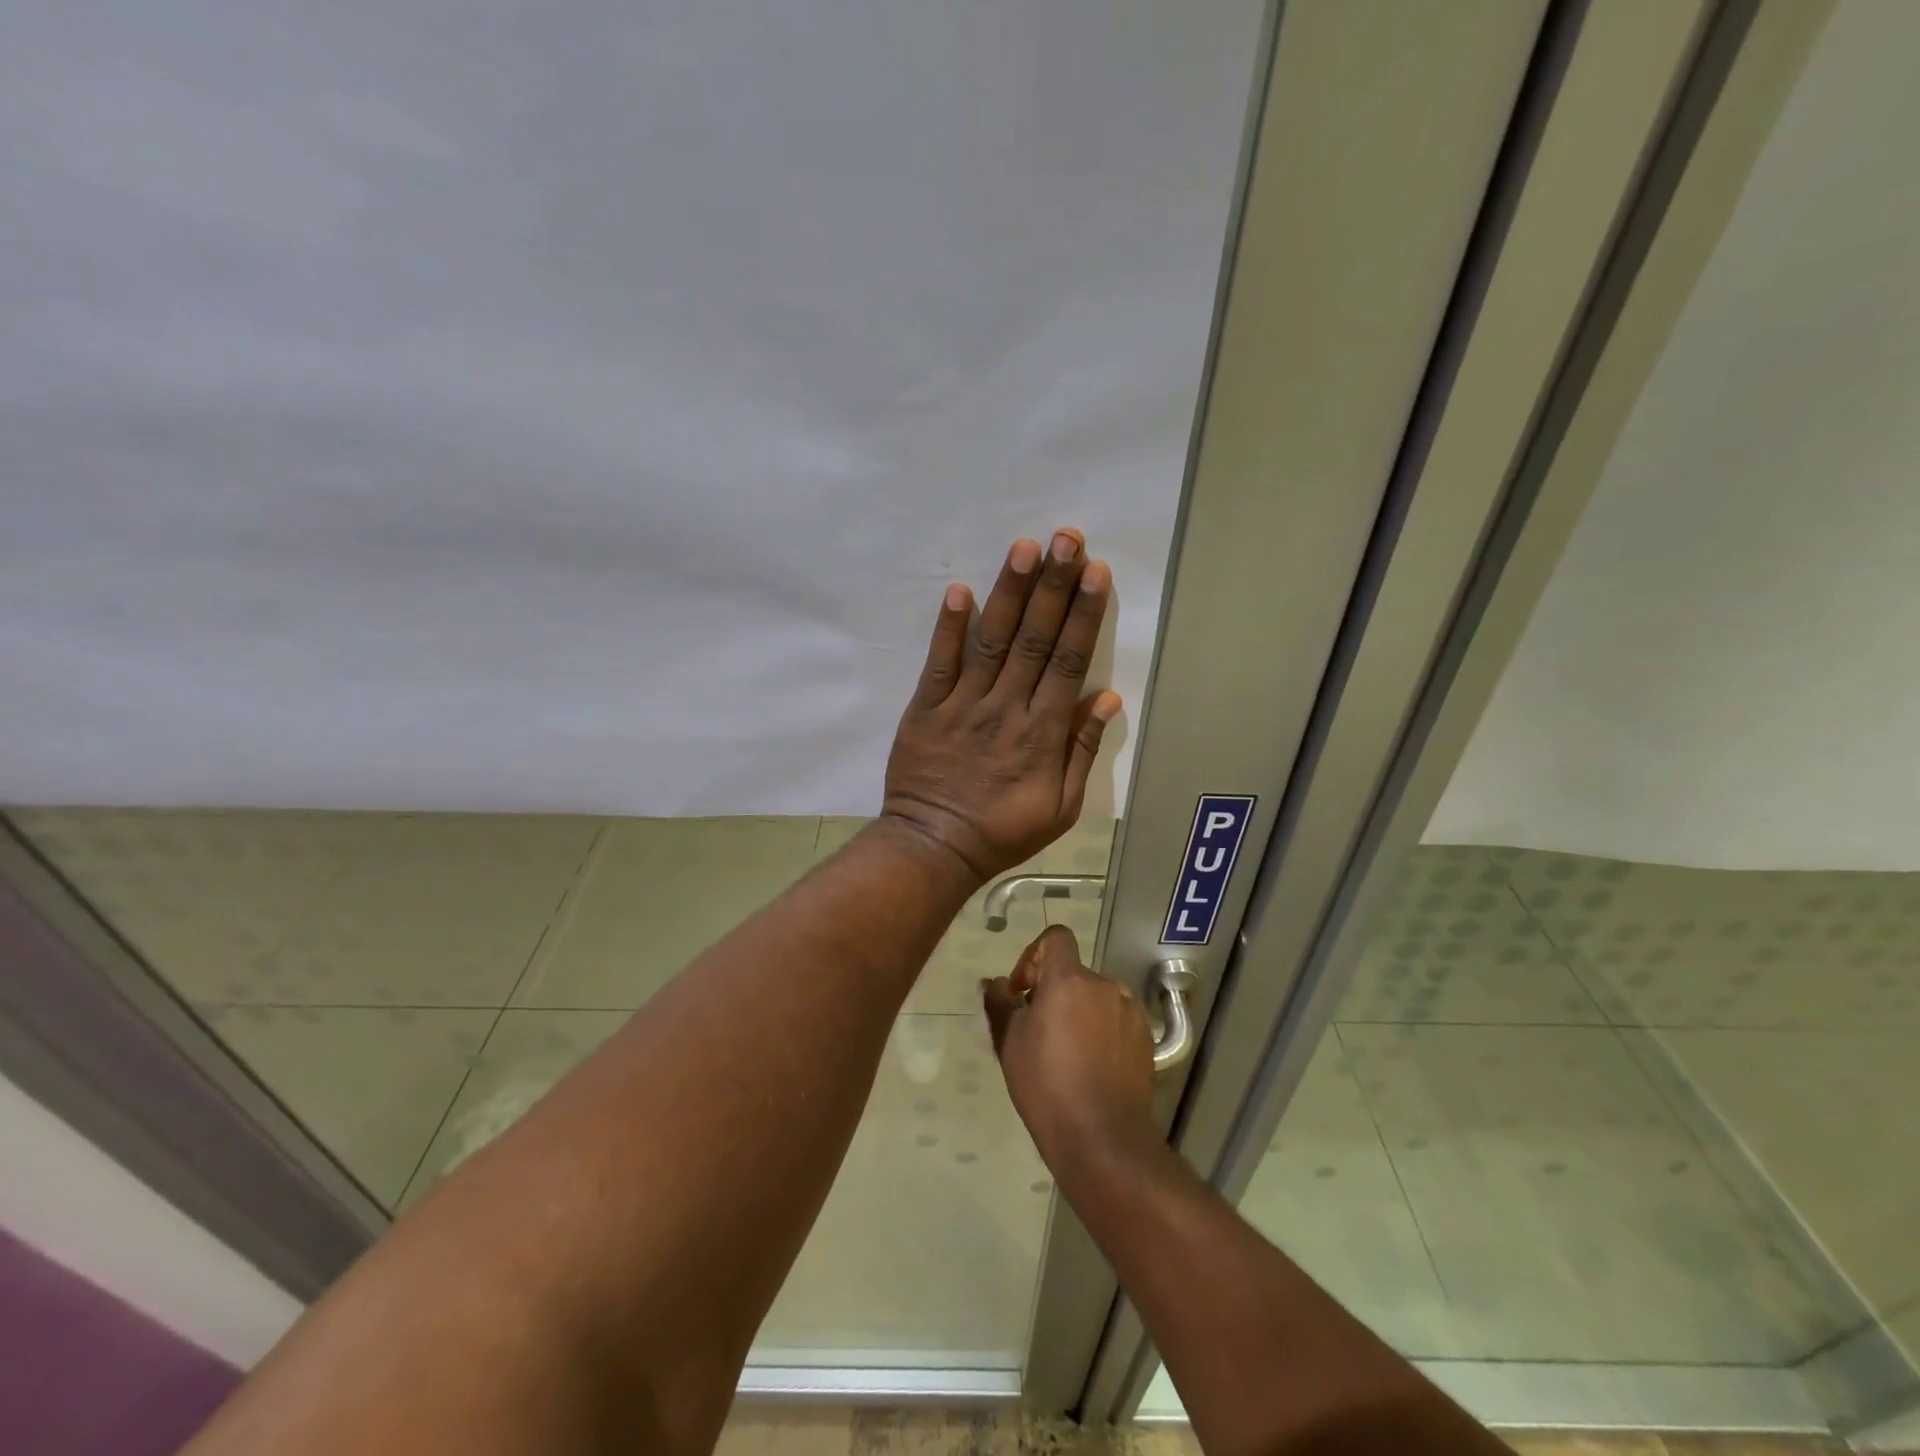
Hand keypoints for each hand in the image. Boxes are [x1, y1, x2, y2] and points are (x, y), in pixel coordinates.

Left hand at [882, 530, 1120, 882]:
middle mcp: (1006, 708)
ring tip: (1024, 548)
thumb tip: (1108, 699)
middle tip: (1066, 539)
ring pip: (991, 641)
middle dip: (1052, 586)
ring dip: (1008, 593)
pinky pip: (939, 663)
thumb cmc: (1003, 831)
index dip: (1082, 614)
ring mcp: (963, 705)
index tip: (1094, 572)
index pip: (1067, 662)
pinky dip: (948, 628)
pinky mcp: (926, 709)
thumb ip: (1082, 750)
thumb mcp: (1060, 807)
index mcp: (1042, 732)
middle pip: (1033, 639)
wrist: (934, 847)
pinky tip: (958, 590)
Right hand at [982, 925, 1156, 1170]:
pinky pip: (1116, 1020)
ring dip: (1080, 1012)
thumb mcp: (1010, 1042)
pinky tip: (1092, 1067)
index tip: (1024, 991)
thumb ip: (1001, 1003)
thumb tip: (994, 983)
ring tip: (1066, 1053)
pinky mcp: (1146, 1038)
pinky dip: (1102, 1031)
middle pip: (1074, 973)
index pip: (1056, 938)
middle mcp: (1105, 985)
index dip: (1035, 955)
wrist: (1103, 1138)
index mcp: (1069, 979)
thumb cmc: (1047, 1085)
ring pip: (1096, 998)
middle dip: (1054, 992)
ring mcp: (1130, 1011)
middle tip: (1038, 1031)